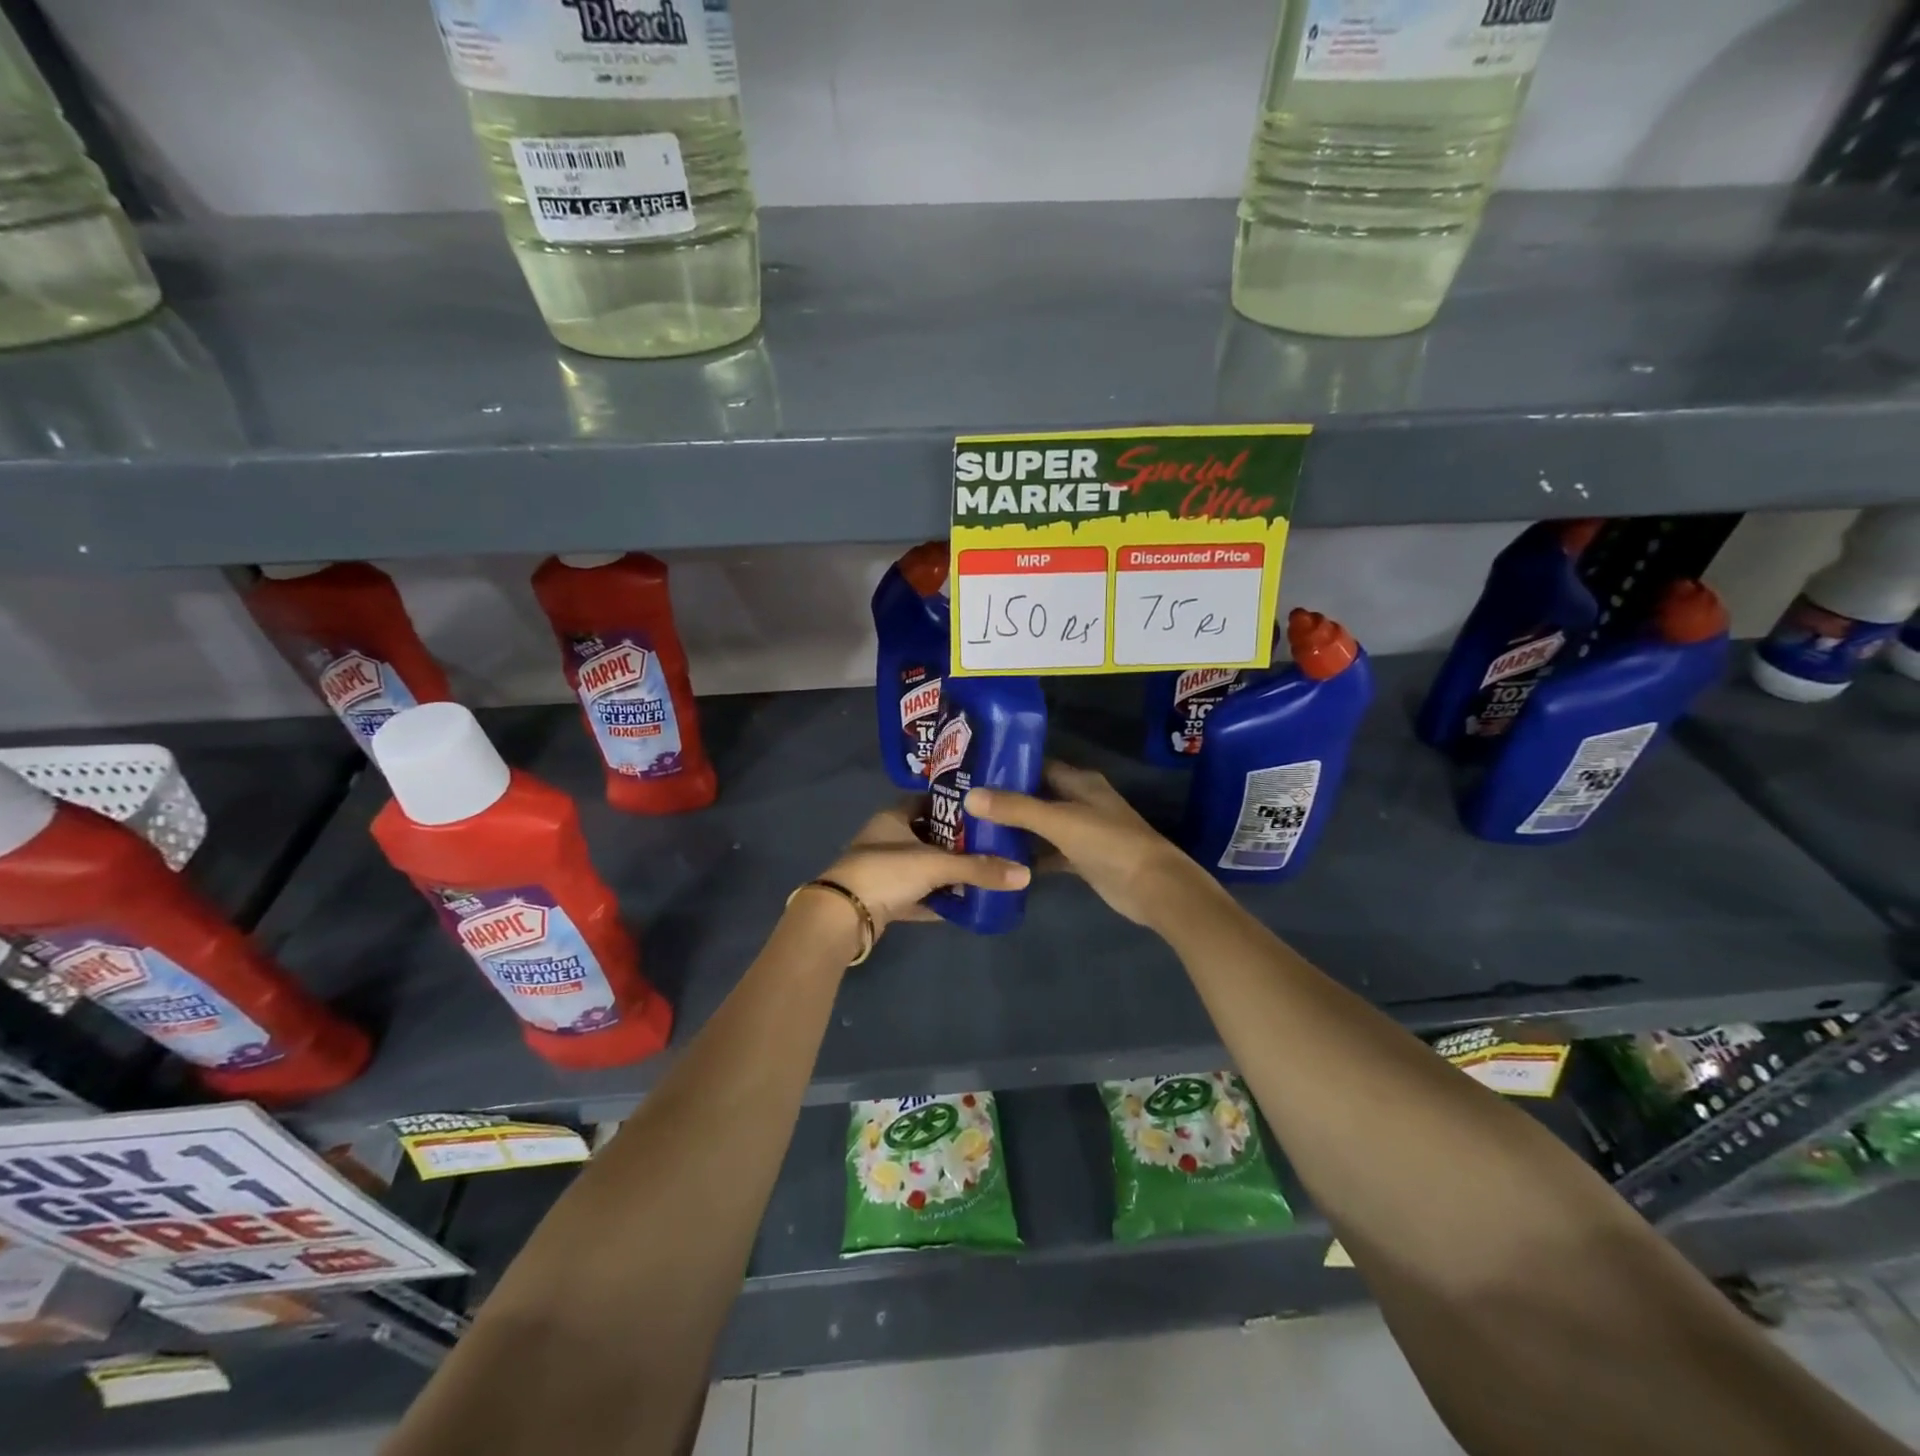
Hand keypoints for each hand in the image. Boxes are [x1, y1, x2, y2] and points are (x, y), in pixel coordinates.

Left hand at [811, 803, 1029, 936]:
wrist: (842, 916)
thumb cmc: (886, 872)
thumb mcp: (936, 865)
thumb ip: (979, 868)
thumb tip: (1025, 874)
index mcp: (892, 817)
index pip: (925, 800)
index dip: (951, 802)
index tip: (981, 808)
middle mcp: (886, 839)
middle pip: (927, 834)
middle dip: (956, 840)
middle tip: (990, 842)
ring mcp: (883, 870)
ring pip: (923, 866)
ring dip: (947, 871)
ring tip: (983, 872)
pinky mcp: (884, 899)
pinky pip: (918, 895)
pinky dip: (937, 898)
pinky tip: (963, 903)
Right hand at [965, 761, 1220, 926]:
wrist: (1152, 887)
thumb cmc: (1108, 843)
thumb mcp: (1059, 820)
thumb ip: (1015, 808)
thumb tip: (970, 796)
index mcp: (1080, 781)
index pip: (1037, 765)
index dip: (1007, 767)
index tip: (973, 772)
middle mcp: (1080, 801)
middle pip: (1036, 796)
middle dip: (1005, 800)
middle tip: (964, 804)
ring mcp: (1082, 832)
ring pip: (1040, 826)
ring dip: (1014, 830)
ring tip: (974, 830)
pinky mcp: (1081, 859)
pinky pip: (1048, 853)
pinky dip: (1029, 856)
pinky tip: (1000, 862)